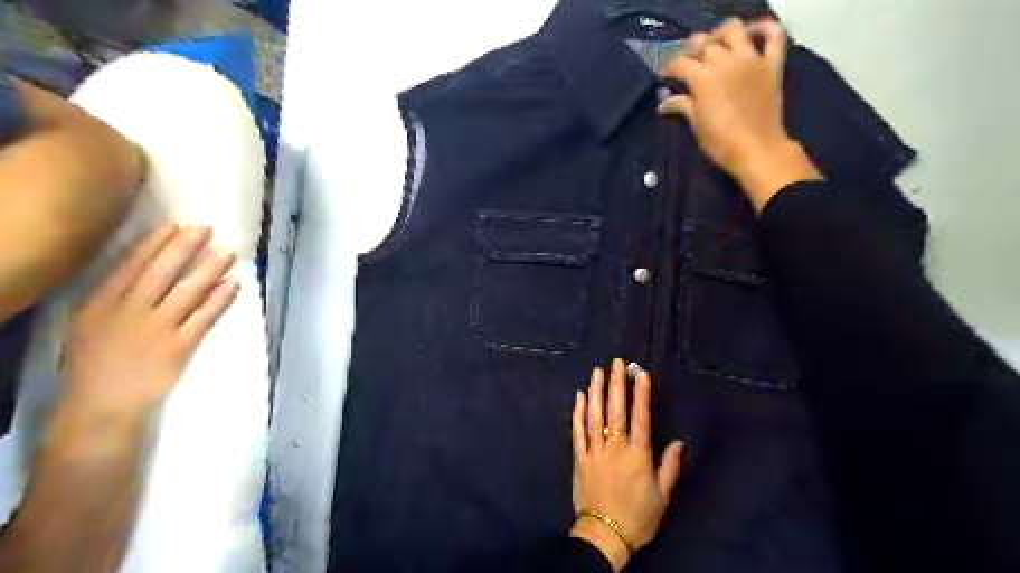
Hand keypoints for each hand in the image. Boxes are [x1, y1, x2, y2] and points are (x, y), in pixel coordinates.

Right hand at [58, 223, 240, 430]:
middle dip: (184, 248)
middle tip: (206, 228)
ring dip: (209, 269)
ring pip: (187, 291)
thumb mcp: (88, 326)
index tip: (174, 226)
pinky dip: (220, 300)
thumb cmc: (94, 365)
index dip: (155, 245)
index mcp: (100, 304)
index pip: (130, 266)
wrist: (100, 406)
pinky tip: (233, 285)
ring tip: (228, 252)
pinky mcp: (179, 346)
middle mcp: (128, 312)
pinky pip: (204, 318)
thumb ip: (111, 299)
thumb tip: (139, 271)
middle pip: (160, 273)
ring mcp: (156, 329)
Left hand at [565, 359, 684, 569]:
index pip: (641, 418)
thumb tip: (679, 442)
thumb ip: (670, 467)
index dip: (641, 394)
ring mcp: (594, 451)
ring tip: (597, 371)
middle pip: (616, 410)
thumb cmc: (638, 517)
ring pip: (595, 416)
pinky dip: (578, 413)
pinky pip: (577, 431)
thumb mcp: (663, 496)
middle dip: (616, 384)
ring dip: (596, 392)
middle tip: (616, 362)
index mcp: (638, 456)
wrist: (605, 536)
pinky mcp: (579, 458)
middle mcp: (615, 448)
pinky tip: (579, 396)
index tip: (640, 373)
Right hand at [662, 21, 817, 211]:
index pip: (680, 63)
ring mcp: (751, 60)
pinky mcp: (771, 64)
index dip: (669, 68)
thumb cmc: (721, 142)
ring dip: (721, 33)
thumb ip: (682, 106)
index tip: (664, 77)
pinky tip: (752, 33)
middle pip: (704, 43)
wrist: (757, 149)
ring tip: (716, 45)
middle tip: (687, 61)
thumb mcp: (697, 125)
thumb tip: (663, 103)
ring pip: (734, 30)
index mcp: (703, 78)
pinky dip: (764, 28)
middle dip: (691, 49)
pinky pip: (774, 36)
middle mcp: (726, 62)